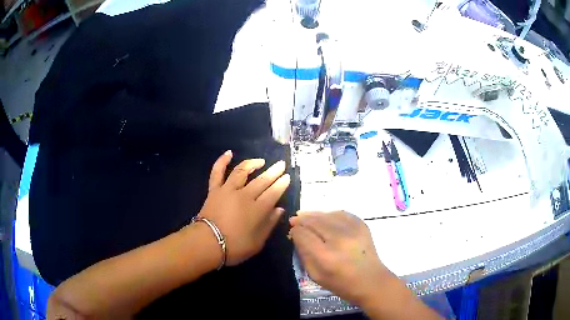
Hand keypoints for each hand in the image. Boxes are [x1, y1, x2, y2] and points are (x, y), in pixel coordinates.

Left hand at [198, 150, 290, 266]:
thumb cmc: (235, 247)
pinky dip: (222, 161)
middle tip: (281, 164)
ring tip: (261, 161)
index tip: (287, 177)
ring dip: (253, 164)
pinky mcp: (214, 189)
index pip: (273, 193)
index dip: (281, 184)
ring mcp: (228, 190)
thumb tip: (279, 209)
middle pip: (262, 180)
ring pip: (242, 171)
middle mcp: (244, 195)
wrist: (207, 243)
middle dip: (273, 172)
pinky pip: (217, 172)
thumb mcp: (258, 242)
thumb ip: (269, 224)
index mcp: (257, 209)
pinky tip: (228, 153)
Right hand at [289, 211, 390, 306]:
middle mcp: (339, 239)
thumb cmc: (341, 283)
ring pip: (326, 214)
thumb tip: (297, 235)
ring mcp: (352, 230)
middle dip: (302, 220)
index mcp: (325, 257)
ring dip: (314, 215)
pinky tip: (325, 218)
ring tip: (306, 216)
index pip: (303, 235)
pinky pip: (341, 213)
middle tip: (294, 220)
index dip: (295, 232)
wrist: (371, 280)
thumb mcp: (315, 275)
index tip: (292, 232)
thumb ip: (303, 254)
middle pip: (314, 221)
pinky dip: (330, 214)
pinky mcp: (362, 225)